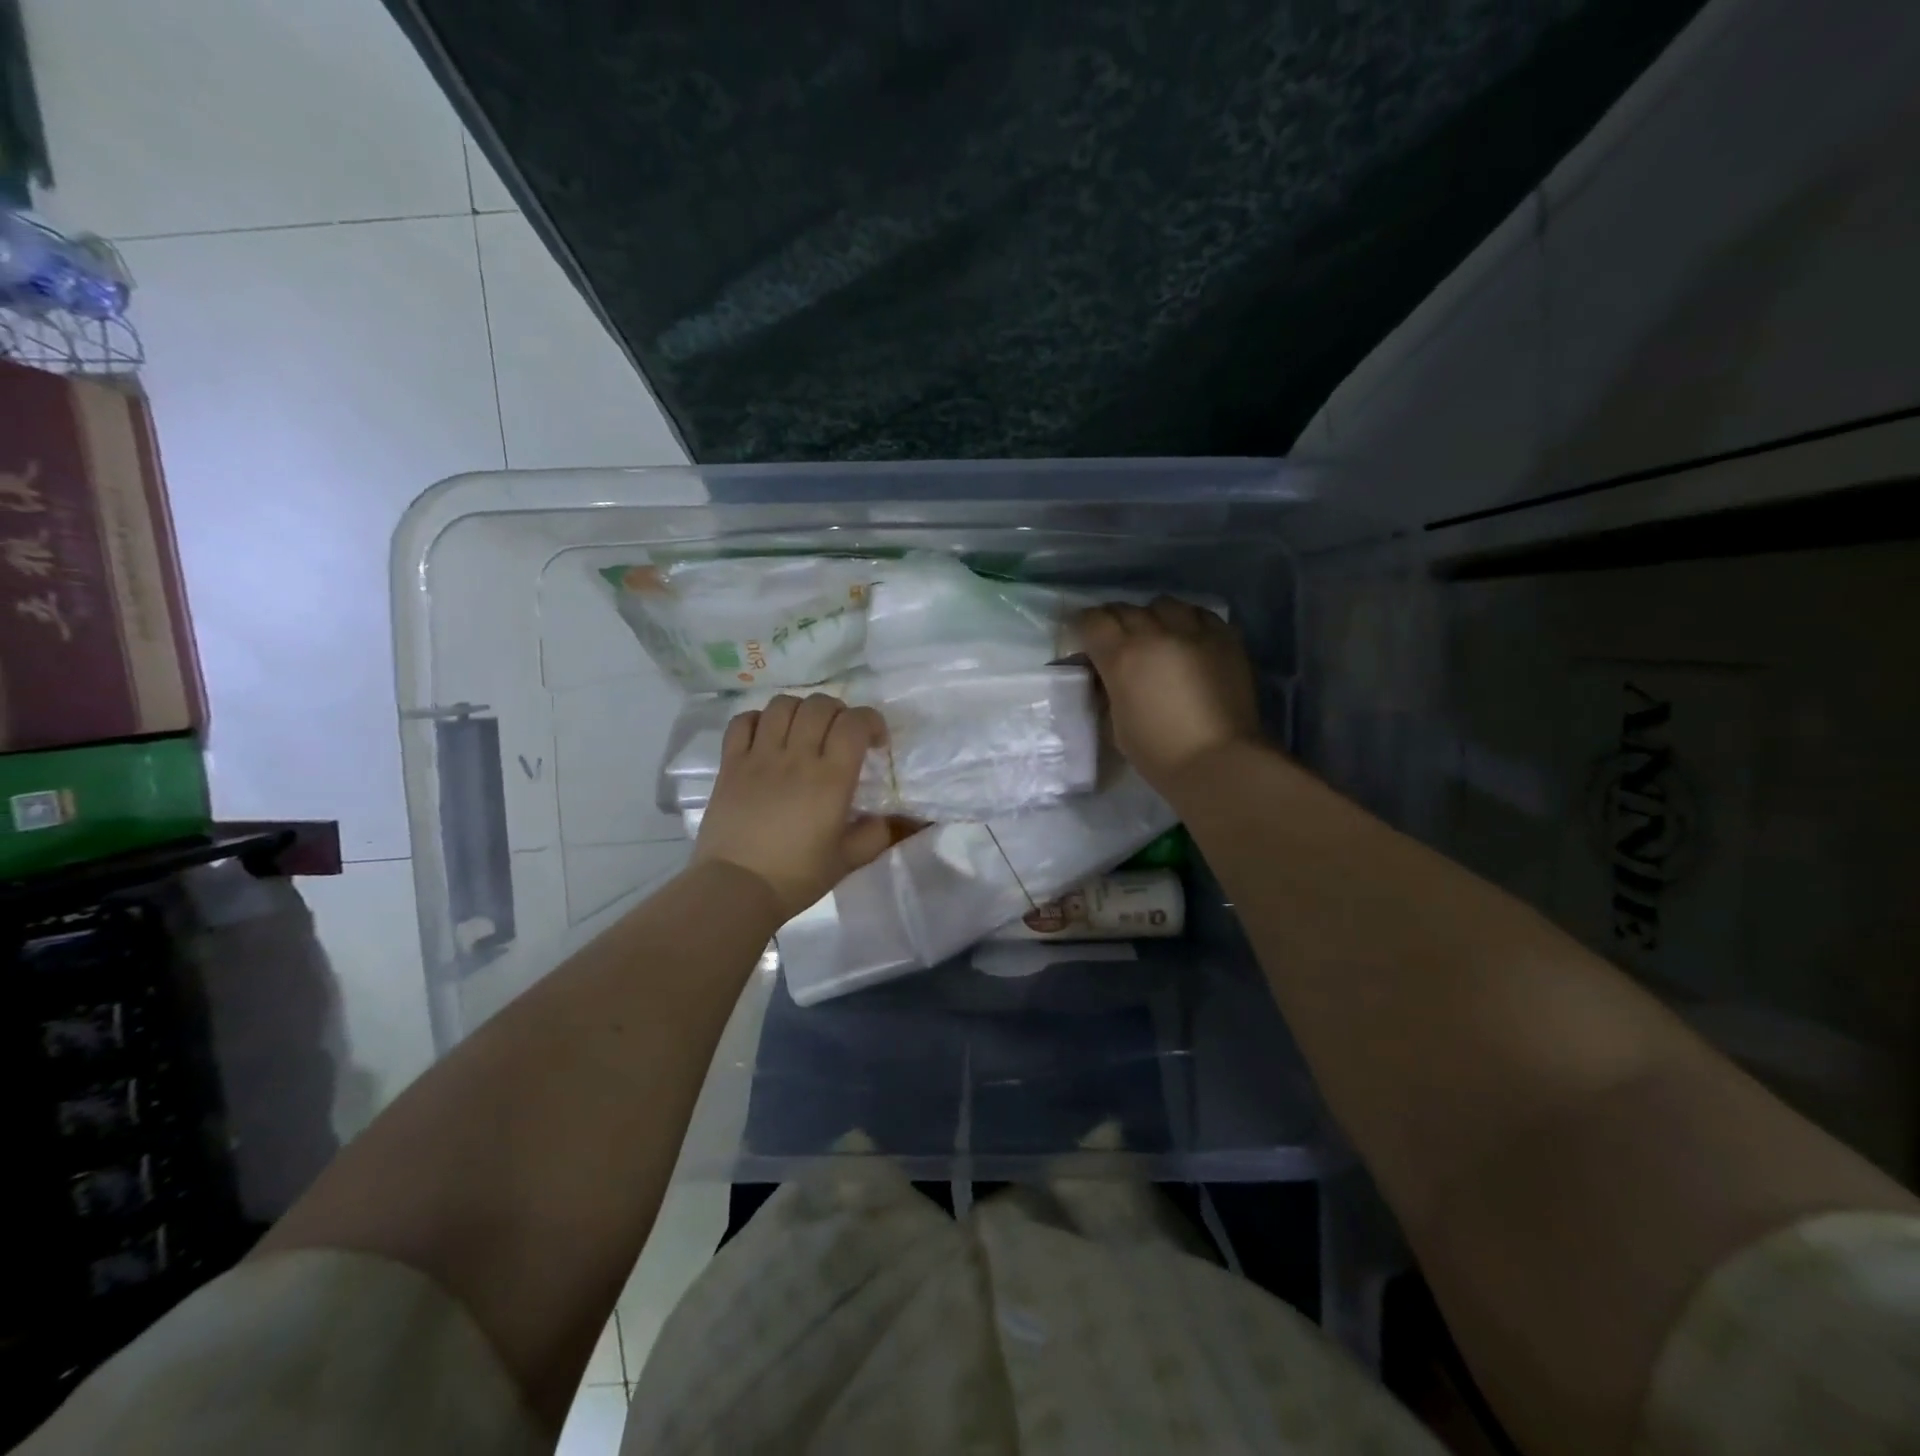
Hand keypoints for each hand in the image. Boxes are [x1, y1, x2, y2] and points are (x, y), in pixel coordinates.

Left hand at [691, 693, 893, 919]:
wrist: (735, 889)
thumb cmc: (795, 876)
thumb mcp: (847, 861)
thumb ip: (876, 835)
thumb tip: (892, 819)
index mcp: (830, 779)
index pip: (854, 723)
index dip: (871, 721)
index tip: (875, 742)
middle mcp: (796, 758)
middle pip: (819, 705)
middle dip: (838, 711)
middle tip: (841, 734)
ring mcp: (759, 757)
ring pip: (781, 705)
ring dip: (800, 710)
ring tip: (804, 730)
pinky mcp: (730, 764)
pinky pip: (742, 722)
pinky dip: (758, 719)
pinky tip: (766, 736)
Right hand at [1076, 597, 1262, 789]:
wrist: (1219, 762)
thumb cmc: (1158, 753)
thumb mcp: (1116, 723)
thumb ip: (1110, 690)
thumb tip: (1109, 676)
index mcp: (1122, 657)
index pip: (1092, 620)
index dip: (1083, 627)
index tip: (1083, 640)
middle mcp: (1155, 634)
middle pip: (1125, 608)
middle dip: (1114, 622)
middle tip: (1116, 641)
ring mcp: (1194, 632)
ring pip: (1164, 604)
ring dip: (1153, 617)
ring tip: (1156, 635)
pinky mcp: (1225, 638)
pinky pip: (1200, 614)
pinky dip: (1187, 621)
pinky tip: (1188, 638)